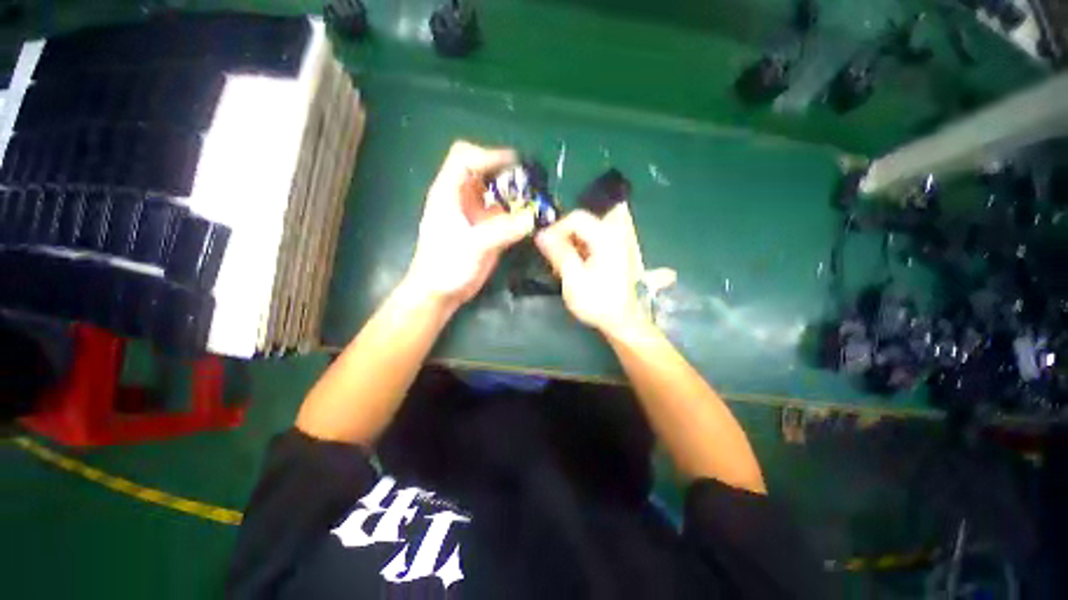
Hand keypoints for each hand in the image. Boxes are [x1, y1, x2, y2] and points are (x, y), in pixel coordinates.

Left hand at [405, 140, 534, 309]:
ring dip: (515, 193)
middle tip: (531, 183)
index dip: (489, 154)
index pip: (465, 157)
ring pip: (496, 193)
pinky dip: (517, 213)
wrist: (439, 293)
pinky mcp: (485, 230)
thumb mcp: (474, 245)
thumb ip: (504, 230)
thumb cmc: (446, 266)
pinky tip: (531, 219)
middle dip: (507, 173)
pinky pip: (503, 214)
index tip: (516, 164)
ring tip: (536, 199)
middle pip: (483, 171)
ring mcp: (475, 214)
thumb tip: (534, 218)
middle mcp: (463, 198)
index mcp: (449, 192)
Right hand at [535, 208, 646, 332]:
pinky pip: (592, 243)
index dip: (556, 229)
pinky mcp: (615, 253)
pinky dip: (579, 251)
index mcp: (606, 237)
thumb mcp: (574, 279)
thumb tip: (540, 235)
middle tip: (551, 257)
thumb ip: (558, 254)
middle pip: (581, 224)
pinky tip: (574, 268)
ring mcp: (617, 244)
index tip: (543, 246)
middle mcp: (614, 235)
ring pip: (585, 234)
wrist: (624, 322)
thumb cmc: (599, 302)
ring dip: (570, 246)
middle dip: (562, 238)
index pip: (576, 218)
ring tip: (561, 265)